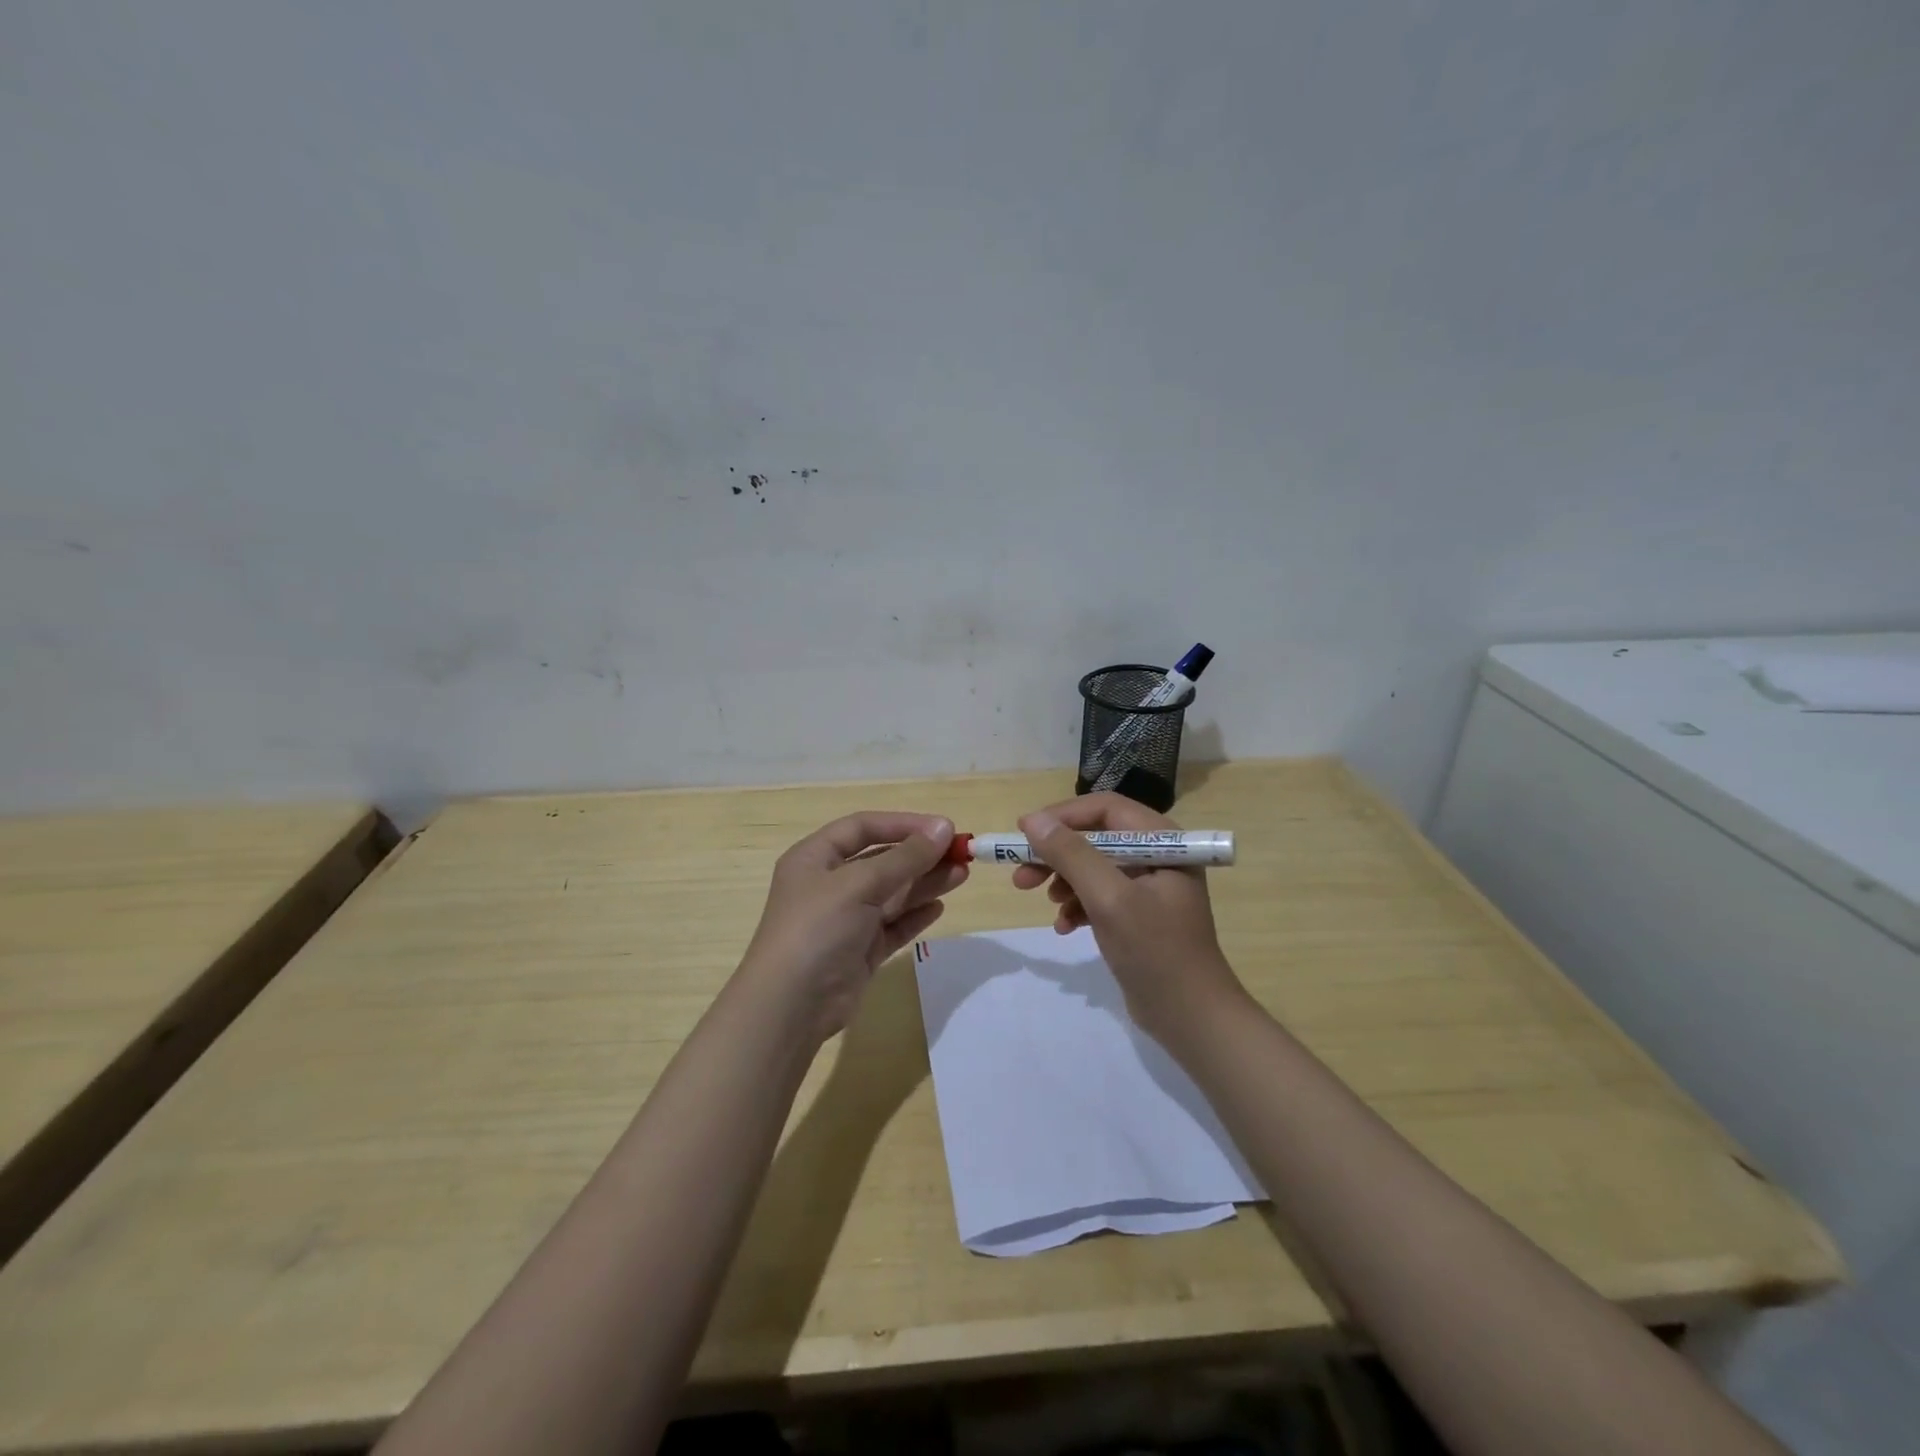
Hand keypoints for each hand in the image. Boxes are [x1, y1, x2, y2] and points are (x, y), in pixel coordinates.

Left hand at [739, 812, 965, 1042]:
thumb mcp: (860, 884)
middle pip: (881, 860)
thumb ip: (905, 857)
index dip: (903, 824)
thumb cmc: (818, 929)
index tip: (943, 828)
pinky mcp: (859, 951)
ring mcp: (845, 920)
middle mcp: (829, 884)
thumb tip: (944, 828)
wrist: (791, 1006)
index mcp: (815, 858)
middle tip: (962, 854)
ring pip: (891, 893)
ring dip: (925, 882)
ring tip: (962, 875)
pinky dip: (914, 915)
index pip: (863, 827)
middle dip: (920, 856)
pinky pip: (892, 925)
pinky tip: (939, 908)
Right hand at [1013, 793, 1246, 1044]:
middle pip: (1095, 837)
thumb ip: (1072, 856)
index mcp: (1162, 841)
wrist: (1192, 1019)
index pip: (1105, 809)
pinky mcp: (1138, 914)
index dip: (1061, 816)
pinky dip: (1078, 906)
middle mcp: (1157, 855)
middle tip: (1021, 874)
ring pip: (1093, 867)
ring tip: (1046, 903)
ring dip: (1063, 881)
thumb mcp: (1109, 899)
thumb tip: (1033, 821)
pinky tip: (1065, 927)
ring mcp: (1148, 886)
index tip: (1023, 832)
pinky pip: (1099, 896)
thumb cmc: (1156, 952)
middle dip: (1056, 854)